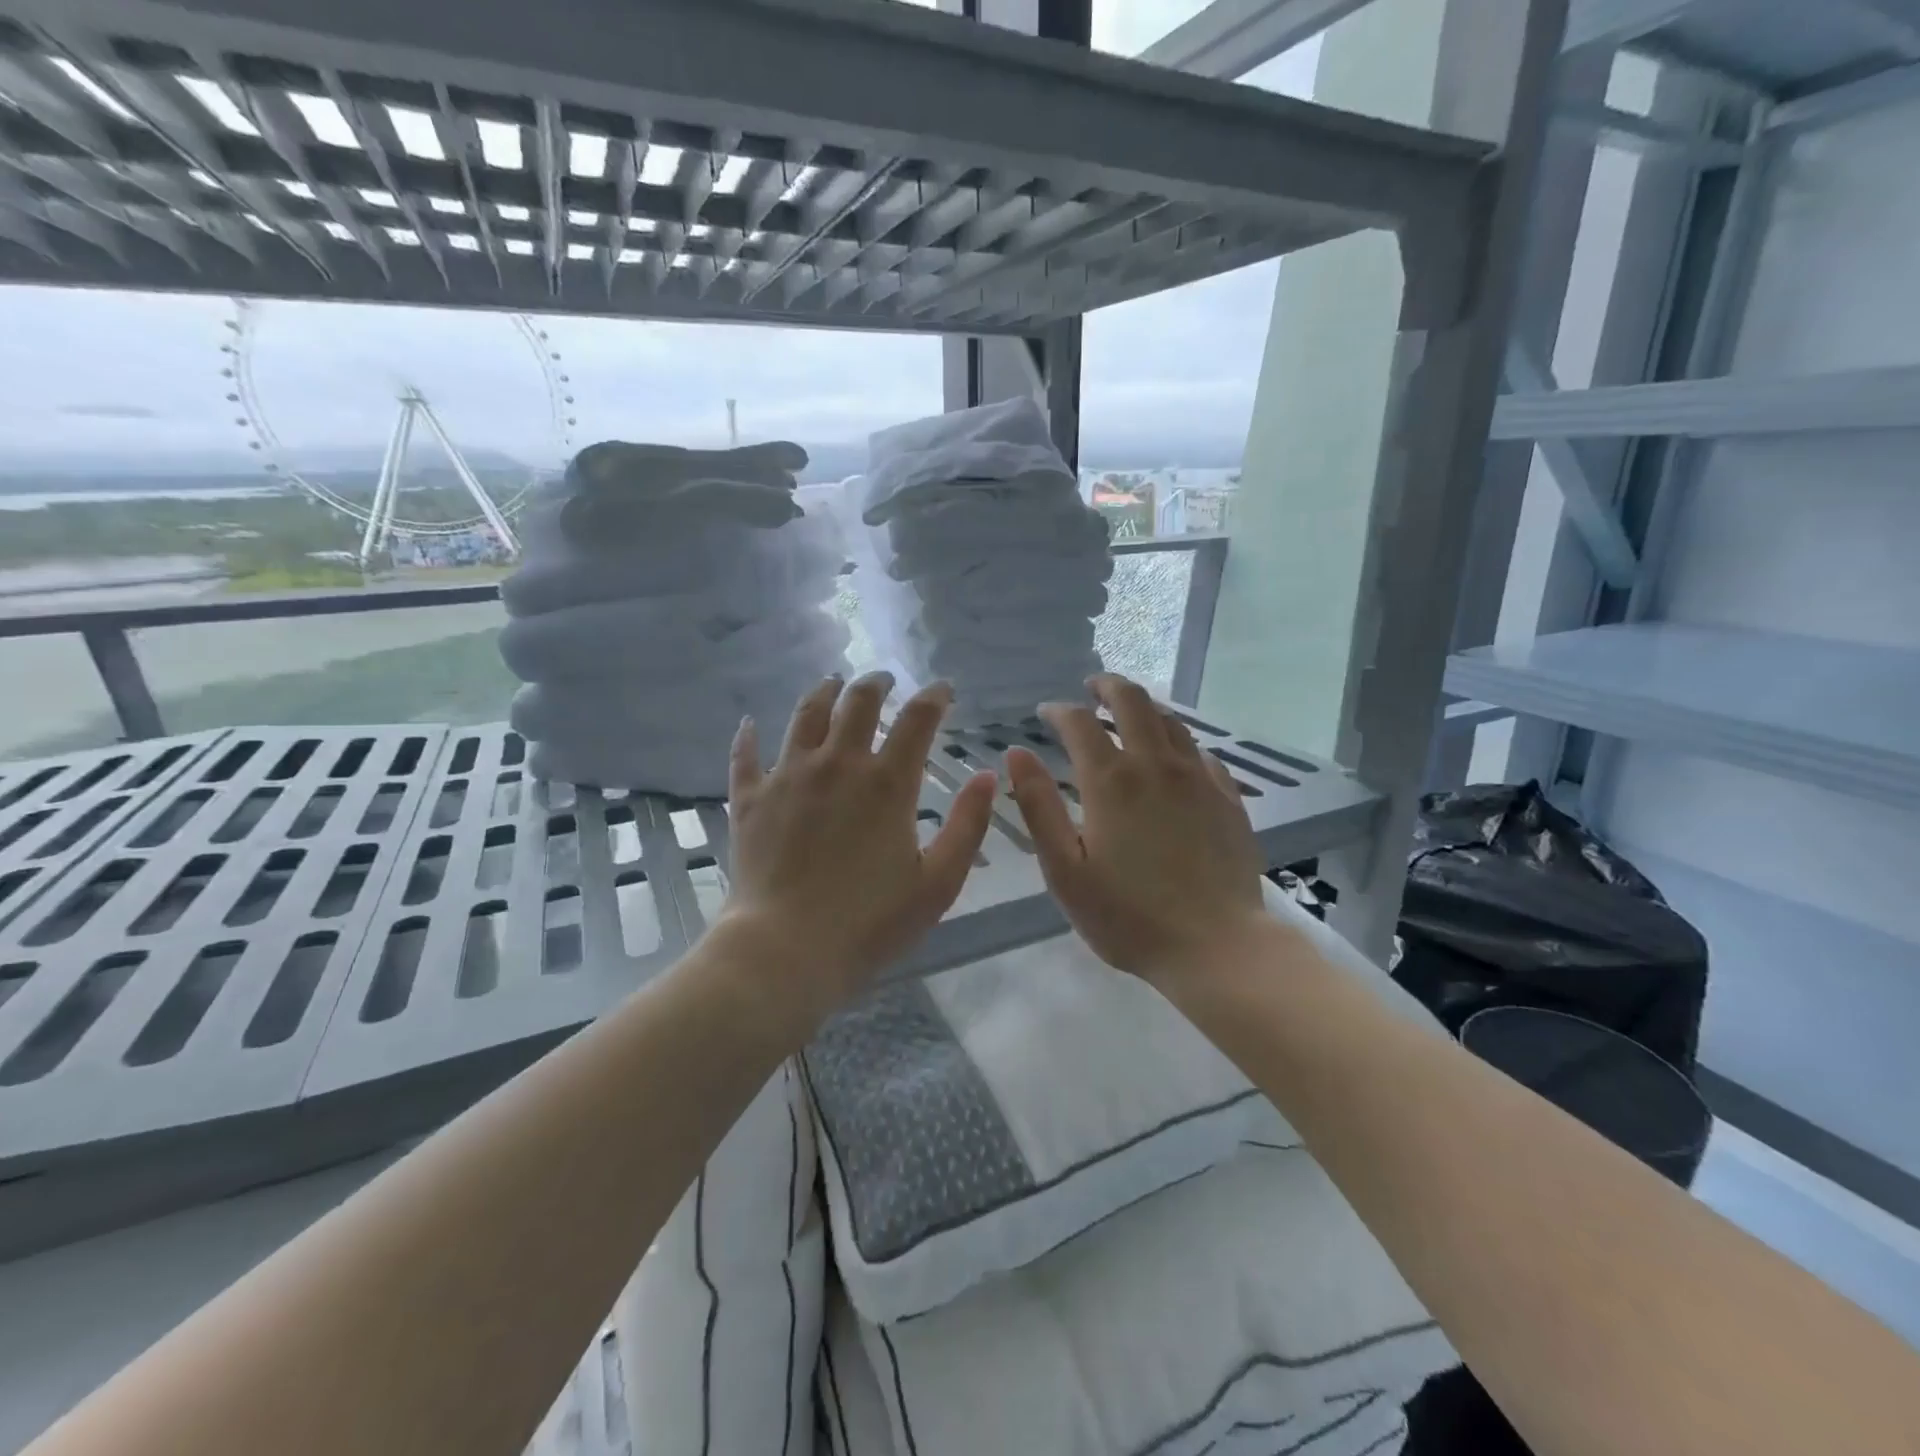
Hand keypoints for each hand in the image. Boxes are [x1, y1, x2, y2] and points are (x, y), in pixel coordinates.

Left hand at [720, 672, 996, 1016]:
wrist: (784, 951)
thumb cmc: (870, 922)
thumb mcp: (938, 881)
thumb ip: (968, 825)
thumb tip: (988, 776)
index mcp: (887, 783)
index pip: (917, 719)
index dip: (934, 696)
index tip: (943, 689)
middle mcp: (837, 764)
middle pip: (857, 702)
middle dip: (876, 683)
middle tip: (884, 680)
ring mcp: (788, 777)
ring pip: (805, 715)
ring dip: (823, 693)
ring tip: (833, 684)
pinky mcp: (750, 799)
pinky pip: (746, 755)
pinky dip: (749, 736)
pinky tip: (751, 724)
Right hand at [1005, 674, 1272, 989]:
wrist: (1216, 946)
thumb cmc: (1127, 915)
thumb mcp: (1064, 869)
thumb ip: (1039, 806)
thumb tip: (1016, 754)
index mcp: (1110, 781)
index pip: (1079, 723)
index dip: (1059, 710)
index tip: (1046, 713)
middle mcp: (1156, 765)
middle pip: (1132, 702)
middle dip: (1108, 686)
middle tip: (1093, 687)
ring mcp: (1197, 778)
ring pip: (1170, 721)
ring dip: (1144, 708)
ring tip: (1129, 713)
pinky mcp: (1227, 798)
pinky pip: (1201, 753)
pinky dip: (1179, 743)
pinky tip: (1174, 756)